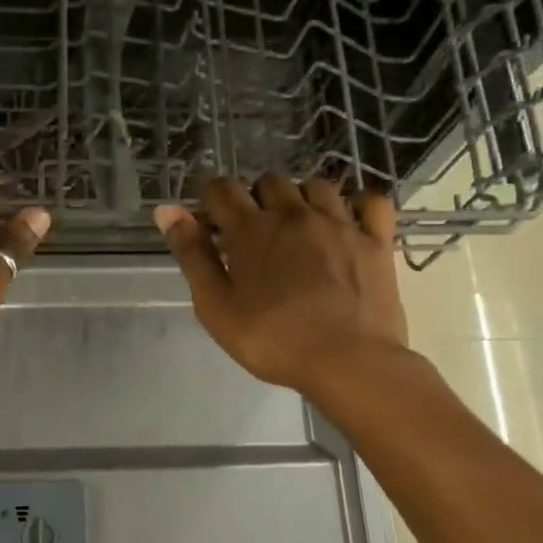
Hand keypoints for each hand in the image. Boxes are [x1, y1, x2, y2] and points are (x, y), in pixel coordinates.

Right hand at [155, 175, 407, 394]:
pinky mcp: (376, 240)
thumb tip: (166, 209)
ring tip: (299, 228)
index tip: (212, 223)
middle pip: (270, 180)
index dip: (212, 200)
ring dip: (302, 198)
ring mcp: (340, 223)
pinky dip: (357, 204)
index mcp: (251, 229)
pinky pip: (371, 201)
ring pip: (317, 184)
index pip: (222, 188)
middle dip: (256, 198)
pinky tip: (348, 221)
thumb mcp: (216, 307)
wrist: (349, 363)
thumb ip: (192, 255)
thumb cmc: (273, 341)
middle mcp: (295, 213)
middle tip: (255, 234)